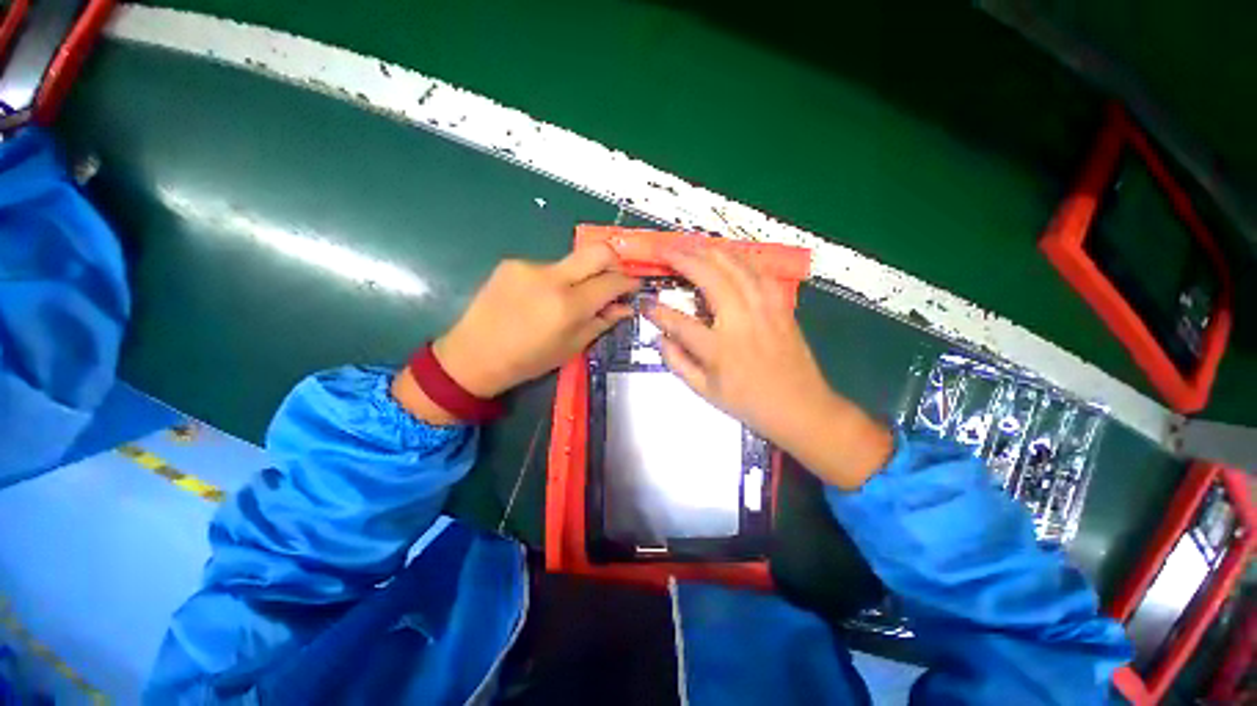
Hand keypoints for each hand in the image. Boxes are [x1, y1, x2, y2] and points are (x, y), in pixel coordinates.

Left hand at [394, 244, 638, 423]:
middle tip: (614, 280)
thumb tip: (625, 308)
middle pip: (597, 250)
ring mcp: (529, 266)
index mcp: (568, 306)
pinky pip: (547, 266)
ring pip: (572, 261)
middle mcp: (551, 278)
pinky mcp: (512, 262)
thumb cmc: (528, 361)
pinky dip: (556, 280)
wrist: (474, 355)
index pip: (611, 282)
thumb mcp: (571, 347)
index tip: (634, 286)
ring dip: (581, 276)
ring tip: (571, 298)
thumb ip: (601, 322)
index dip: (628, 282)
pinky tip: (543, 298)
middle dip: (614, 262)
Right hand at [644, 246, 891, 489]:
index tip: (645, 303)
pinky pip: (758, 271)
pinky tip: (727, 254)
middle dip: (684, 259)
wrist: (801, 407)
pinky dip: (739, 258)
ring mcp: (764, 308)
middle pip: (709, 276)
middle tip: (666, 251)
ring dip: (710, 250)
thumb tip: (660, 338)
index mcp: (719, 348)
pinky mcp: (780, 304)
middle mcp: (741, 320)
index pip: (679, 322)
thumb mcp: (705, 391)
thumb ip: (678, 362)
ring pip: (735, 265)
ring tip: (691, 244)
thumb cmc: (749, 402)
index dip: (657, 311)